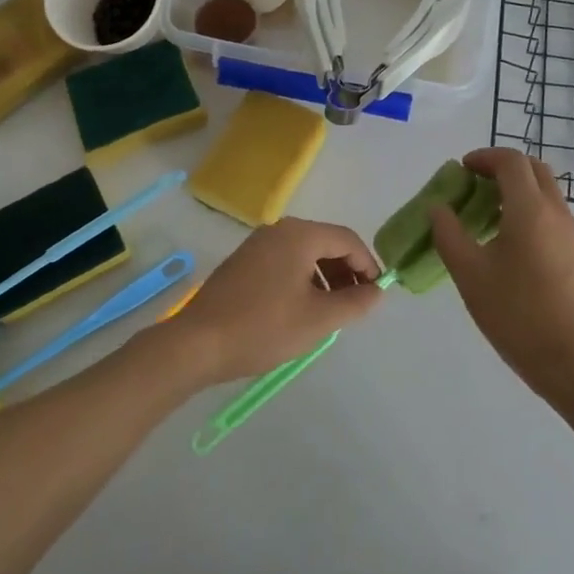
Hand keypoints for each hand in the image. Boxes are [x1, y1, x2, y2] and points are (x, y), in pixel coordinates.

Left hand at [164, 218, 385, 385]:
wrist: (197, 343)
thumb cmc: (263, 327)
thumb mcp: (318, 319)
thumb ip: (354, 302)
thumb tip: (377, 291)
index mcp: (299, 235)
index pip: (347, 240)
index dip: (367, 265)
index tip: (376, 294)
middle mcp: (279, 230)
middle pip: (326, 242)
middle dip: (346, 271)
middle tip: (356, 304)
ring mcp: (257, 244)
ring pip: (305, 253)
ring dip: (325, 276)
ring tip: (331, 310)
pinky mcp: (243, 261)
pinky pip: (284, 261)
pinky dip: (302, 278)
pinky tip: (301, 308)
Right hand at [429, 148, 573, 400]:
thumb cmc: (518, 314)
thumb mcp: (470, 275)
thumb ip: (449, 235)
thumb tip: (439, 208)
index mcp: (530, 209)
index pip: (511, 161)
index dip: (484, 157)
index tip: (462, 170)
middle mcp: (556, 212)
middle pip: (534, 170)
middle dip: (503, 168)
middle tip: (475, 185)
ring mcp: (572, 235)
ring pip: (546, 193)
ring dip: (517, 191)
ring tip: (487, 217)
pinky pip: (552, 217)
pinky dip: (529, 212)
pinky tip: (509, 246)